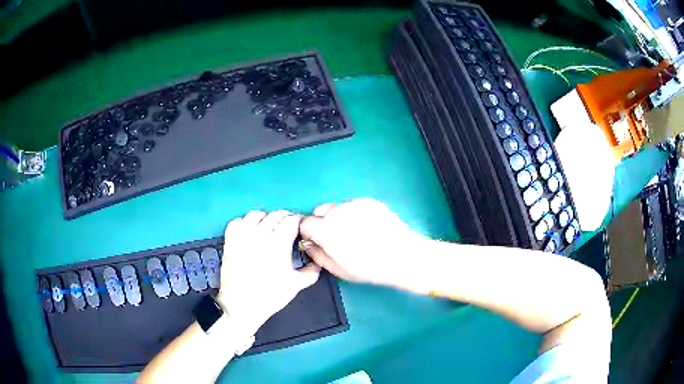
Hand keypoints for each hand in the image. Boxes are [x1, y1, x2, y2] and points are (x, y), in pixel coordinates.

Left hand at [216, 210, 319, 335]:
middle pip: (275, 214)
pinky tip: (249, 230)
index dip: (299, 221)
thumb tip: (317, 263)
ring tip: (269, 227)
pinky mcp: (229, 241)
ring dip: (265, 217)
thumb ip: (311, 271)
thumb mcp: (296, 285)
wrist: (241, 306)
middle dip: (285, 218)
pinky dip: (244, 222)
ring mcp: (242, 237)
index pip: (292, 220)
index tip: (301, 227)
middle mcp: (260, 235)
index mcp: (278, 243)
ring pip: (255, 214)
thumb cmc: (270, 296)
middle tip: (289, 228)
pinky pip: (236, 222)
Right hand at [299, 198, 426, 286]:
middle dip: (321, 222)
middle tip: (335, 237)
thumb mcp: (338, 269)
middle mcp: (337, 211)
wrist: (402, 256)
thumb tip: (307, 244)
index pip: (305, 222)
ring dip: (338, 216)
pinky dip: (354, 213)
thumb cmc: (368, 267)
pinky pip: (354, 205)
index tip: (317, 241)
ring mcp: (354, 203)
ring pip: (337, 207)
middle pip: (319, 211)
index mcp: (325, 229)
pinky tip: (368, 227)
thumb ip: (317, 255)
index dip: (309, 233)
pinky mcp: (369, 201)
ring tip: (355, 232)